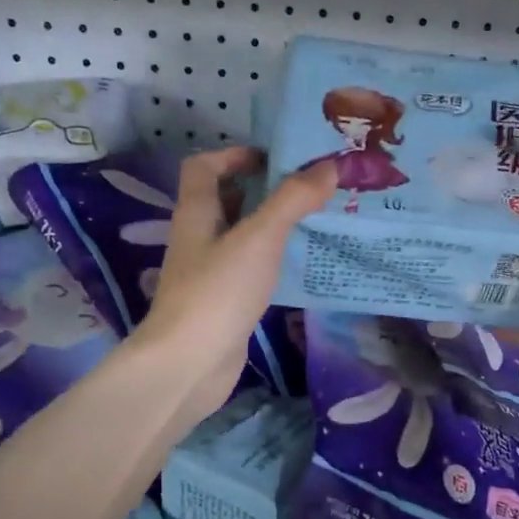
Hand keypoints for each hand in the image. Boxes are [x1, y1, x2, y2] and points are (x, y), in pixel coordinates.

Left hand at [135, 147, 333, 423]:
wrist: (189, 364)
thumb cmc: (218, 291)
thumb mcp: (260, 237)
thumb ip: (293, 200)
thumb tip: (329, 167)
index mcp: (197, 212)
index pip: (203, 167)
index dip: (234, 155)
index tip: (275, 160)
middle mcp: (199, 237)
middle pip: (227, 199)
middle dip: (265, 189)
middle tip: (310, 188)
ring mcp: (210, 272)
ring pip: (242, 236)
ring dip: (274, 225)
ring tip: (316, 221)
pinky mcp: (224, 301)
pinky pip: (251, 268)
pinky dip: (274, 260)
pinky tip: (302, 264)